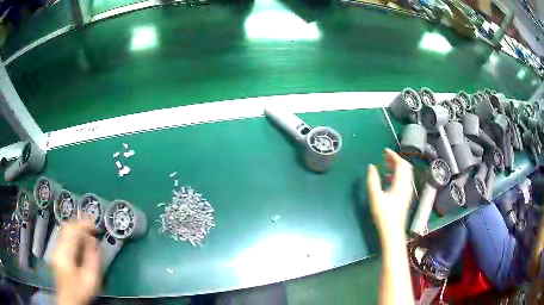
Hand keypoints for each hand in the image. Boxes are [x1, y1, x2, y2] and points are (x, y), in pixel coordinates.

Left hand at [51, 219, 100, 304]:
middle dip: (78, 223)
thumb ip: (92, 258)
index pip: (72, 232)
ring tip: (86, 228)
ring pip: (63, 231)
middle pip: (66, 228)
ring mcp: (55, 249)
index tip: (92, 221)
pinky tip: (78, 237)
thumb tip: (94, 240)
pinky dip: (71, 233)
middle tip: (90, 222)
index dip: (82, 224)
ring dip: (75, 227)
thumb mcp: (90, 278)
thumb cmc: (81, 290)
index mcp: (65, 253)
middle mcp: (57, 248)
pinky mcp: (56, 252)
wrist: (69, 299)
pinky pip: (63, 237)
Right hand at [367, 148, 413, 237]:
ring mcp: (407, 192)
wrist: (393, 232)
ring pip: (405, 174)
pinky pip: (403, 181)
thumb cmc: (384, 215)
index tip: (384, 151)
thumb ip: (373, 180)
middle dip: (396, 160)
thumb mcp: (375, 197)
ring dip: (397, 167)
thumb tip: (371, 166)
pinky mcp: (405, 197)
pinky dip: (397, 175)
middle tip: (385, 157)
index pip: (401, 164)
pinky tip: (388, 179)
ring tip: (385, 166)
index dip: (393, 155)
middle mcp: (407, 186)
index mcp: (401, 184)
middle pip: (405, 167)